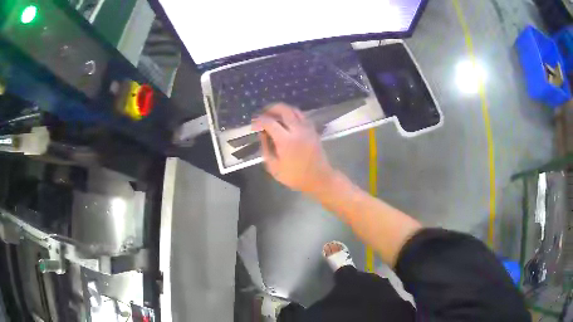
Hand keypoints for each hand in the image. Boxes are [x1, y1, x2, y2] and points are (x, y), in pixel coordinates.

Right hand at [252, 104, 334, 192]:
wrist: (319, 178)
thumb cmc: (295, 176)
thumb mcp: (274, 167)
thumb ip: (266, 148)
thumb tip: (262, 134)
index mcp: (286, 140)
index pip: (269, 122)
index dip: (259, 121)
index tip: (254, 124)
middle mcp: (297, 130)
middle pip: (283, 109)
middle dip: (271, 109)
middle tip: (263, 114)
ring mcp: (307, 128)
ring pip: (294, 110)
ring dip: (282, 110)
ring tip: (274, 115)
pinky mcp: (313, 130)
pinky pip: (301, 116)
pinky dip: (292, 114)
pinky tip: (287, 121)